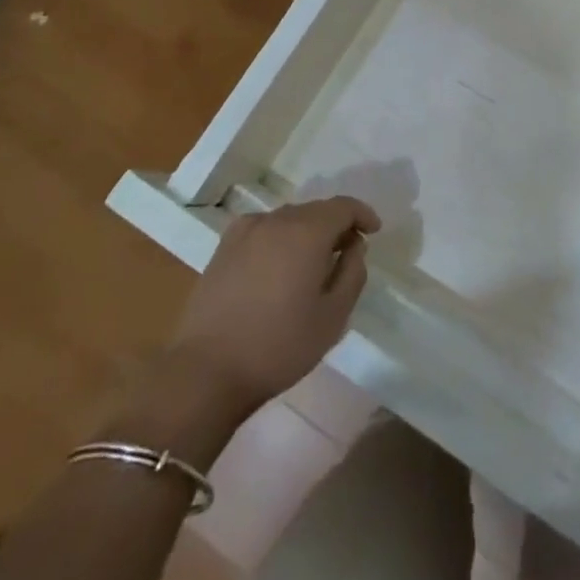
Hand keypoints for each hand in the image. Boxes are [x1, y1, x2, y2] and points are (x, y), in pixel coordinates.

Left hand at [171, 196, 381, 421]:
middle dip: (336, 225)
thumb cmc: (279, 346)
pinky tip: (277, 265)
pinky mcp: (223, 248)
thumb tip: (353, 245)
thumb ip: (352, 272)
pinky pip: (263, 229)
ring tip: (313, 263)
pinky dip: (279, 238)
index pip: (343, 206)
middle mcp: (277, 220)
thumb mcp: (333, 316)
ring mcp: (246, 232)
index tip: (374, 231)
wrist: (206, 372)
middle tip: (346, 253)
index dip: (363, 214)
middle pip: (316, 210)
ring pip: (288, 219)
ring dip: (307, 232)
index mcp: (307, 231)